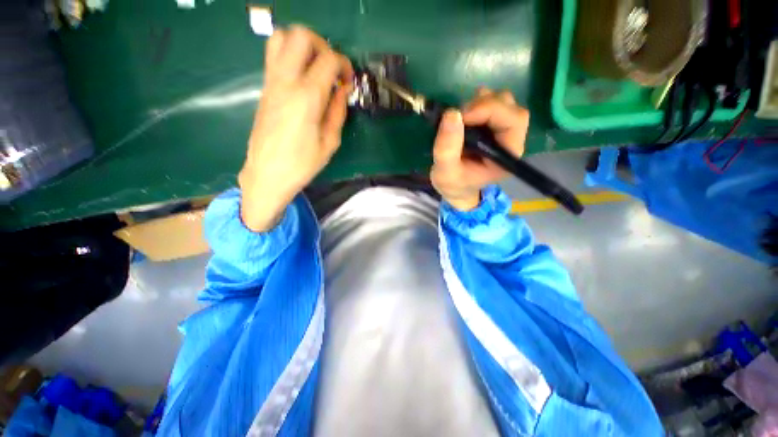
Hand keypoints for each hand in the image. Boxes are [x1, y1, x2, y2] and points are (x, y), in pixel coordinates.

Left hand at [239, 25, 352, 231]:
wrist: (267, 173)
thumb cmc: (302, 164)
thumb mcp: (330, 142)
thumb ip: (338, 112)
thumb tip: (342, 91)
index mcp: (307, 97)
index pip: (328, 59)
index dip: (344, 65)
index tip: (348, 82)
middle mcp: (286, 81)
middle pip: (301, 35)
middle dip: (322, 45)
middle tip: (331, 69)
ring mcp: (271, 82)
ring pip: (281, 37)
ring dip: (302, 46)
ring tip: (315, 69)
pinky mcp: (264, 88)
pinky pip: (274, 57)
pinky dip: (291, 56)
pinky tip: (302, 80)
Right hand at [430, 88, 528, 210]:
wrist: (455, 188)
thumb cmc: (454, 184)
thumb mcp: (445, 173)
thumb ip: (447, 149)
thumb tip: (452, 114)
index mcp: (507, 155)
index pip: (513, 121)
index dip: (489, 111)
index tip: (462, 116)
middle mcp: (510, 140)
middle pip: (510, 107)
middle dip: (483, 105)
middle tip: (459, 116)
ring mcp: (502, 131)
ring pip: (502, 102)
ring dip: (479, 103)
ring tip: (460, 118)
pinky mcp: (492, 126)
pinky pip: (490, 103)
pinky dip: (475, 104)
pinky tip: (463, 117)